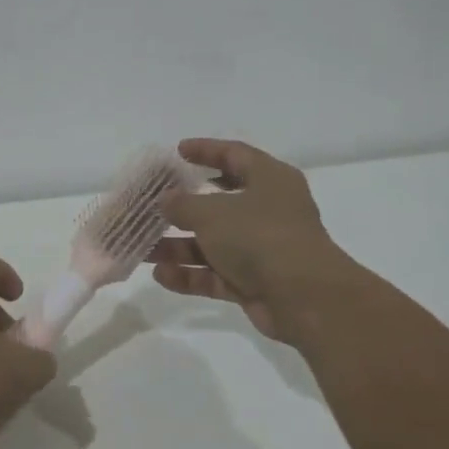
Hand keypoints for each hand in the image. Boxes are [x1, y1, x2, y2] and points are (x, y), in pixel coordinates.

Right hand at [147, 138, 363, 346]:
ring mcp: (263, 248)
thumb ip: (183, 203)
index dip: (206, 150)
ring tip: (143, 247)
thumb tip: (166, 200)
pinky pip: (217, 273)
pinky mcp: (256, 282)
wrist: (304, 298)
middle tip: (153, 203)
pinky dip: (191, 274)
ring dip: (179, 245)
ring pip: (214, 242)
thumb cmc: (259, 236)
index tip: (177, 151)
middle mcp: (269, 210)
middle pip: (220, 202)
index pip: (235, 155)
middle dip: (184, 206)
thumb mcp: (212, 212)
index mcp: (269, 179)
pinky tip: (161, 276)